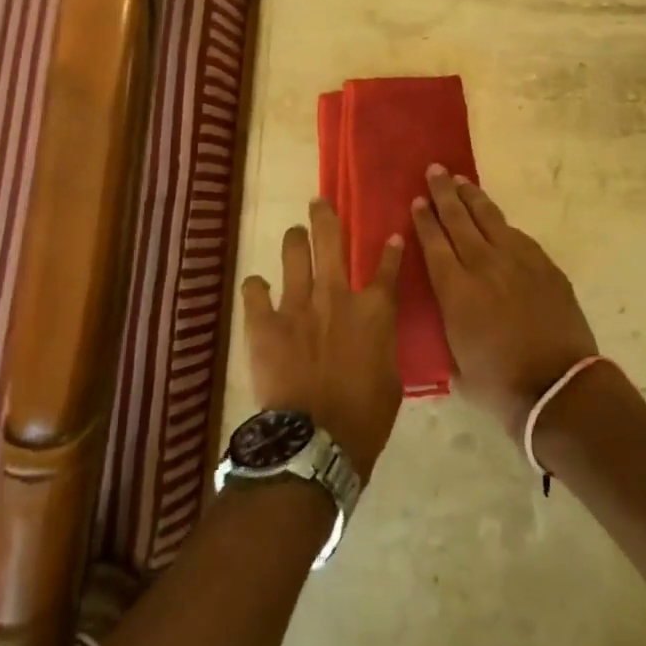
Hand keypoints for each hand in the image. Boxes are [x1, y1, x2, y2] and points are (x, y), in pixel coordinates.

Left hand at [241, 198, 404, 481]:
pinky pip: (254, 290)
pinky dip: (256, 287)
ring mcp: (298, 304)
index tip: (391, 236)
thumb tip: (377, 334)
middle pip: (331, 240)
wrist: (316, 441)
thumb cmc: (364, 418)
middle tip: (319, 204)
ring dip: (295, 239)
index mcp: (373, 310)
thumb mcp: (391, 379)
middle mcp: (336, 294)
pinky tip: (257, 287)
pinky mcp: (265, 322)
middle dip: (325, 216)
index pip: (387, 268)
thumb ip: (383, 345)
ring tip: (294, 235)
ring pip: (294, 252)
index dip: (391, 250)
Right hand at [411, 167, 599, 442]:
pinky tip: (496, 218)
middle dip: (444, 193)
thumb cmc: (501, 385)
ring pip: (489, 218)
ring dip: (472, 197)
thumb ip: (448, 332)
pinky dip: (502, 223)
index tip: (417, 199)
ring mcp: (517, 261)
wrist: (558, 388)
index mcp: (456, 290)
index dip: (425, 219)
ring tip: (461, 180)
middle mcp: (483, 265)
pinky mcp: (544, 265)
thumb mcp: (457, 364)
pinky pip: (517, 235)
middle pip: (459, 220)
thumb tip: (447, 320)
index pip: (434, 243)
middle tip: (435, 170)